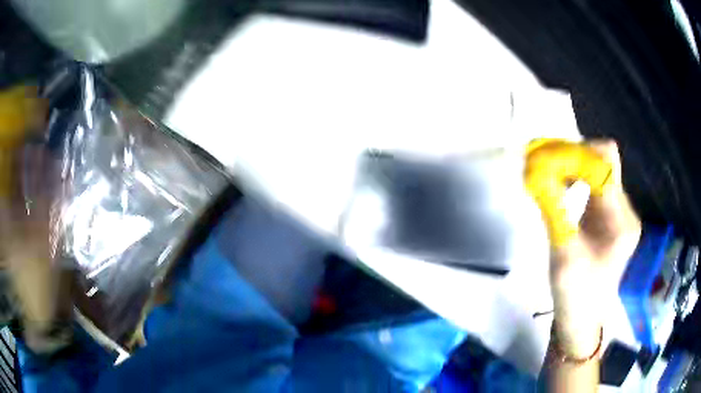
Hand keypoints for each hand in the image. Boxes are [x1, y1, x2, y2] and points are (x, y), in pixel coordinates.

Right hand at [549, 140, 640, 356]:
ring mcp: (619, 211)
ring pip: (598, 166)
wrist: (583, 319)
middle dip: (572, 155)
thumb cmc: (575, 295)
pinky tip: (559, 186)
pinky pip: (595, 181)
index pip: (604, 164)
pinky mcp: (610, 214)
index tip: (545, 158)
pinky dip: (575, 176)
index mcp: (621, 221)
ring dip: (572, 164)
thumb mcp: (563, 254)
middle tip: (542, 163)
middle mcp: (625, 209)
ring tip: (548, 173)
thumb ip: (553, 210)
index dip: (575, 154)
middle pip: (603, 159)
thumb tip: (534, 171)